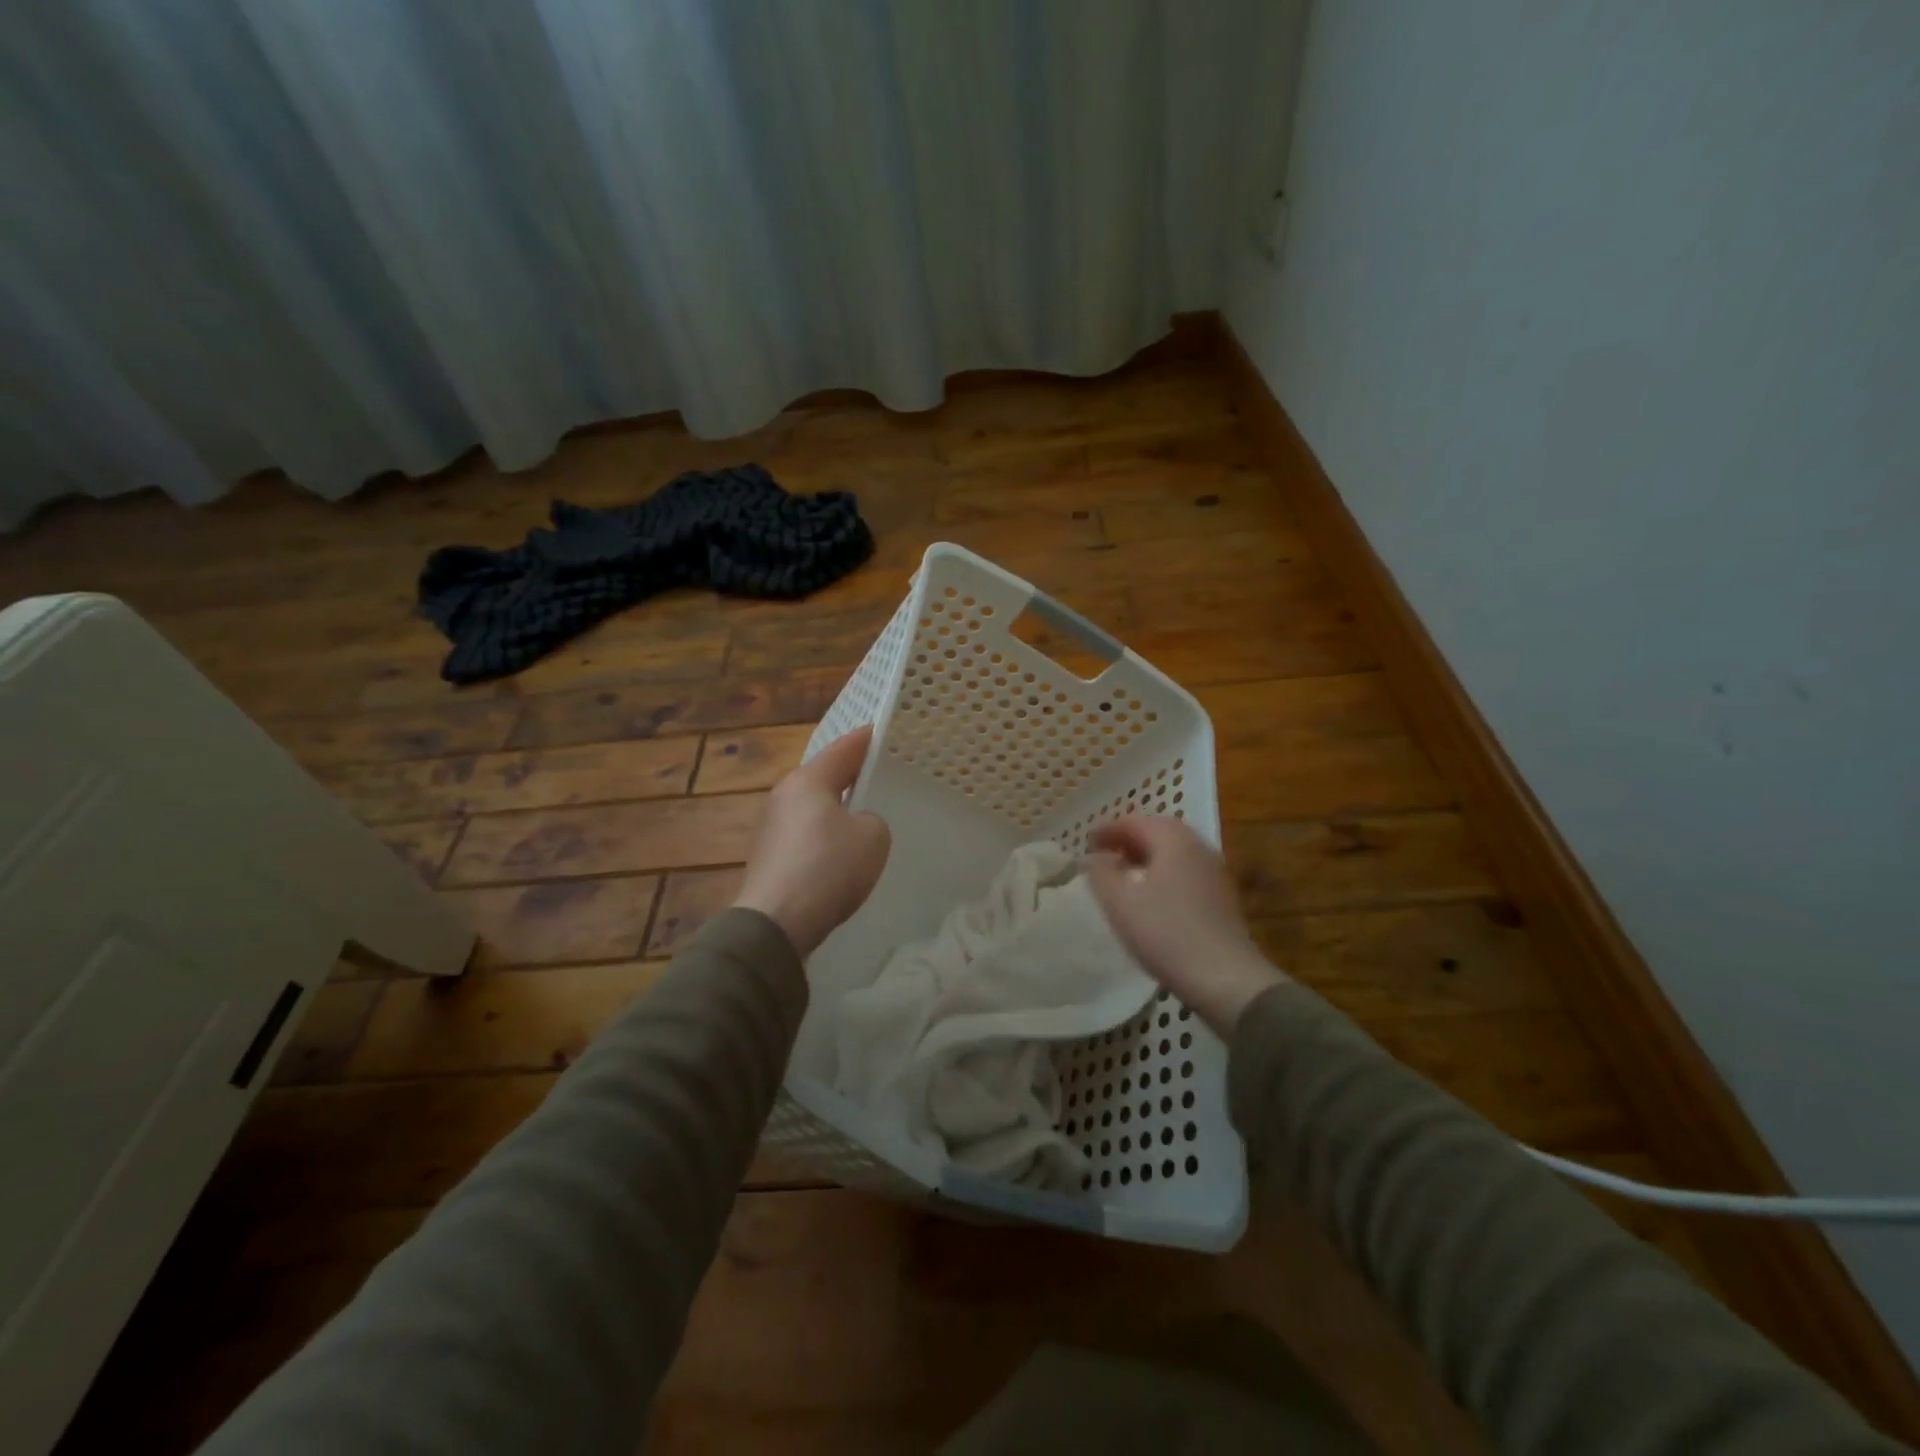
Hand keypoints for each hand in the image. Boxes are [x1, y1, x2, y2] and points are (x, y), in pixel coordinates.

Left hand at [733, 726, 890, 957]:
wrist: (776, 921)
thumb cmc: (828, 867)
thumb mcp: (873, 837)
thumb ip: (872, 820)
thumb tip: (855, 825)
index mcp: (809, 779)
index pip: (845, 748)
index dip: (868, 739)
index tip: (885, 732)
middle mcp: (784, 794)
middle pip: (825, 777)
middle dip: (852, 776)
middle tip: (881, 775)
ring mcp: (771, 825)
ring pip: (813, 807)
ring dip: (836, 809)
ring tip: (864, 816)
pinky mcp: (768, 855)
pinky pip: (804, 834)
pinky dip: (823, 836)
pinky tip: (839, 853)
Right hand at [1084, 815, 1284, 1035]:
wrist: (1225, 978)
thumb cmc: (1165, 933)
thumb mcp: (1120, 902)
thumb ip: (1100, 873)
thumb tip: (1093, 857)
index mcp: (1173, 840)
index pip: (1135, 821)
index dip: (1107, 830)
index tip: (1086, 843)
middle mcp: (1198, 847)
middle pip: (1159, 832)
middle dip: (1129, 840)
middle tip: (1104, 854)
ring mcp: (1214, 873)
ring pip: (1174, 853)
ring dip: (1147, 857)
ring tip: (1123, 875)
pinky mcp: (1222, 898)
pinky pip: (1185, 872)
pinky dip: (1163, 874)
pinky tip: (1150, 898)